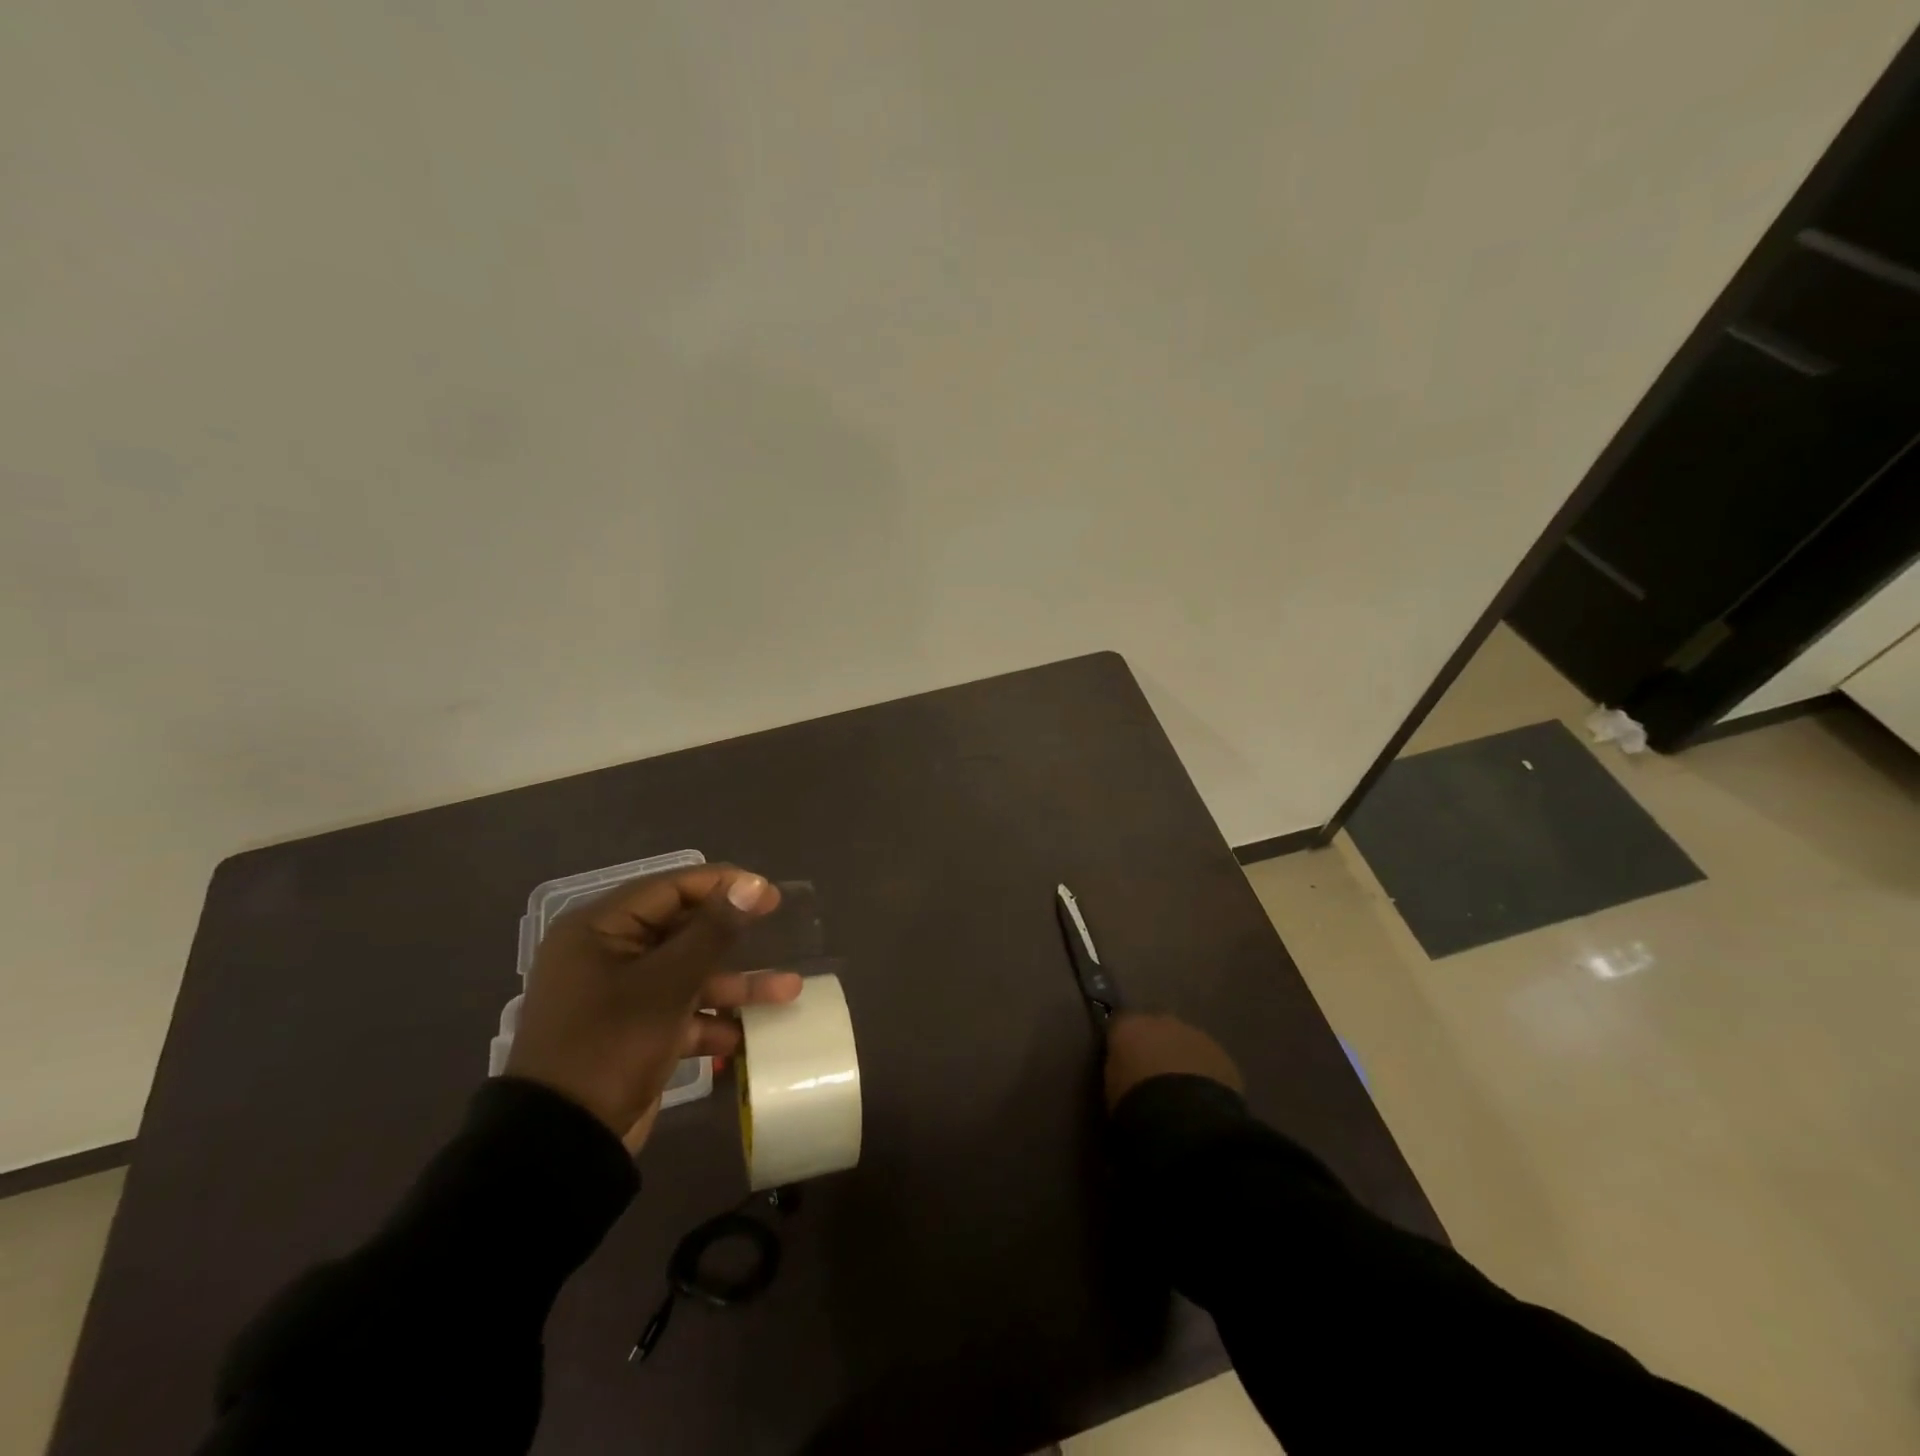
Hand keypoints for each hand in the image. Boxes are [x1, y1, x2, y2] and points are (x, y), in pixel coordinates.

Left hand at [505, 865, 801, 1148]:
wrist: (563, 1144)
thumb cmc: (610, 1045)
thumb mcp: (667, 984)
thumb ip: (713, 931)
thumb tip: (752, 883)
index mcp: (600, 929)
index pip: (670, 888)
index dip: (723, 886)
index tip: (769, 894)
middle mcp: (608, 953)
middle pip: (682, 930)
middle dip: (733, 939)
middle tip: (779, 929)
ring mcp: (621, 995)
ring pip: (688, 974)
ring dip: (734, 984)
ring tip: (789, 990)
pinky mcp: (634, 1030)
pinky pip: (681, 1010)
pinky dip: (712, 1020)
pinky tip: (748, 1035)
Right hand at [1103, 1012, 1243, 1110]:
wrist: (1185, 1120)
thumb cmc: (1136, 1103)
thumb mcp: (1112, 1087)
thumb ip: (1117, 1069)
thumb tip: (1124, 1069)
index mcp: (1128, 1026)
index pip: (1120, 1025)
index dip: (1123, 1043)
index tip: (1123, 1061)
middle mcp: (1161, 1021)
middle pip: (1155, 1028)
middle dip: (1155, 1045)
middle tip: (1153, 1074)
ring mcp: (1195, 1034)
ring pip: (1184, 1041)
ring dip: (1181, 1058)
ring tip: (1181, 1090)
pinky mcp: (1222, 1054)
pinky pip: (1208, 1060)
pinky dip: (1204, 1072)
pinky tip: (1201, 1096)